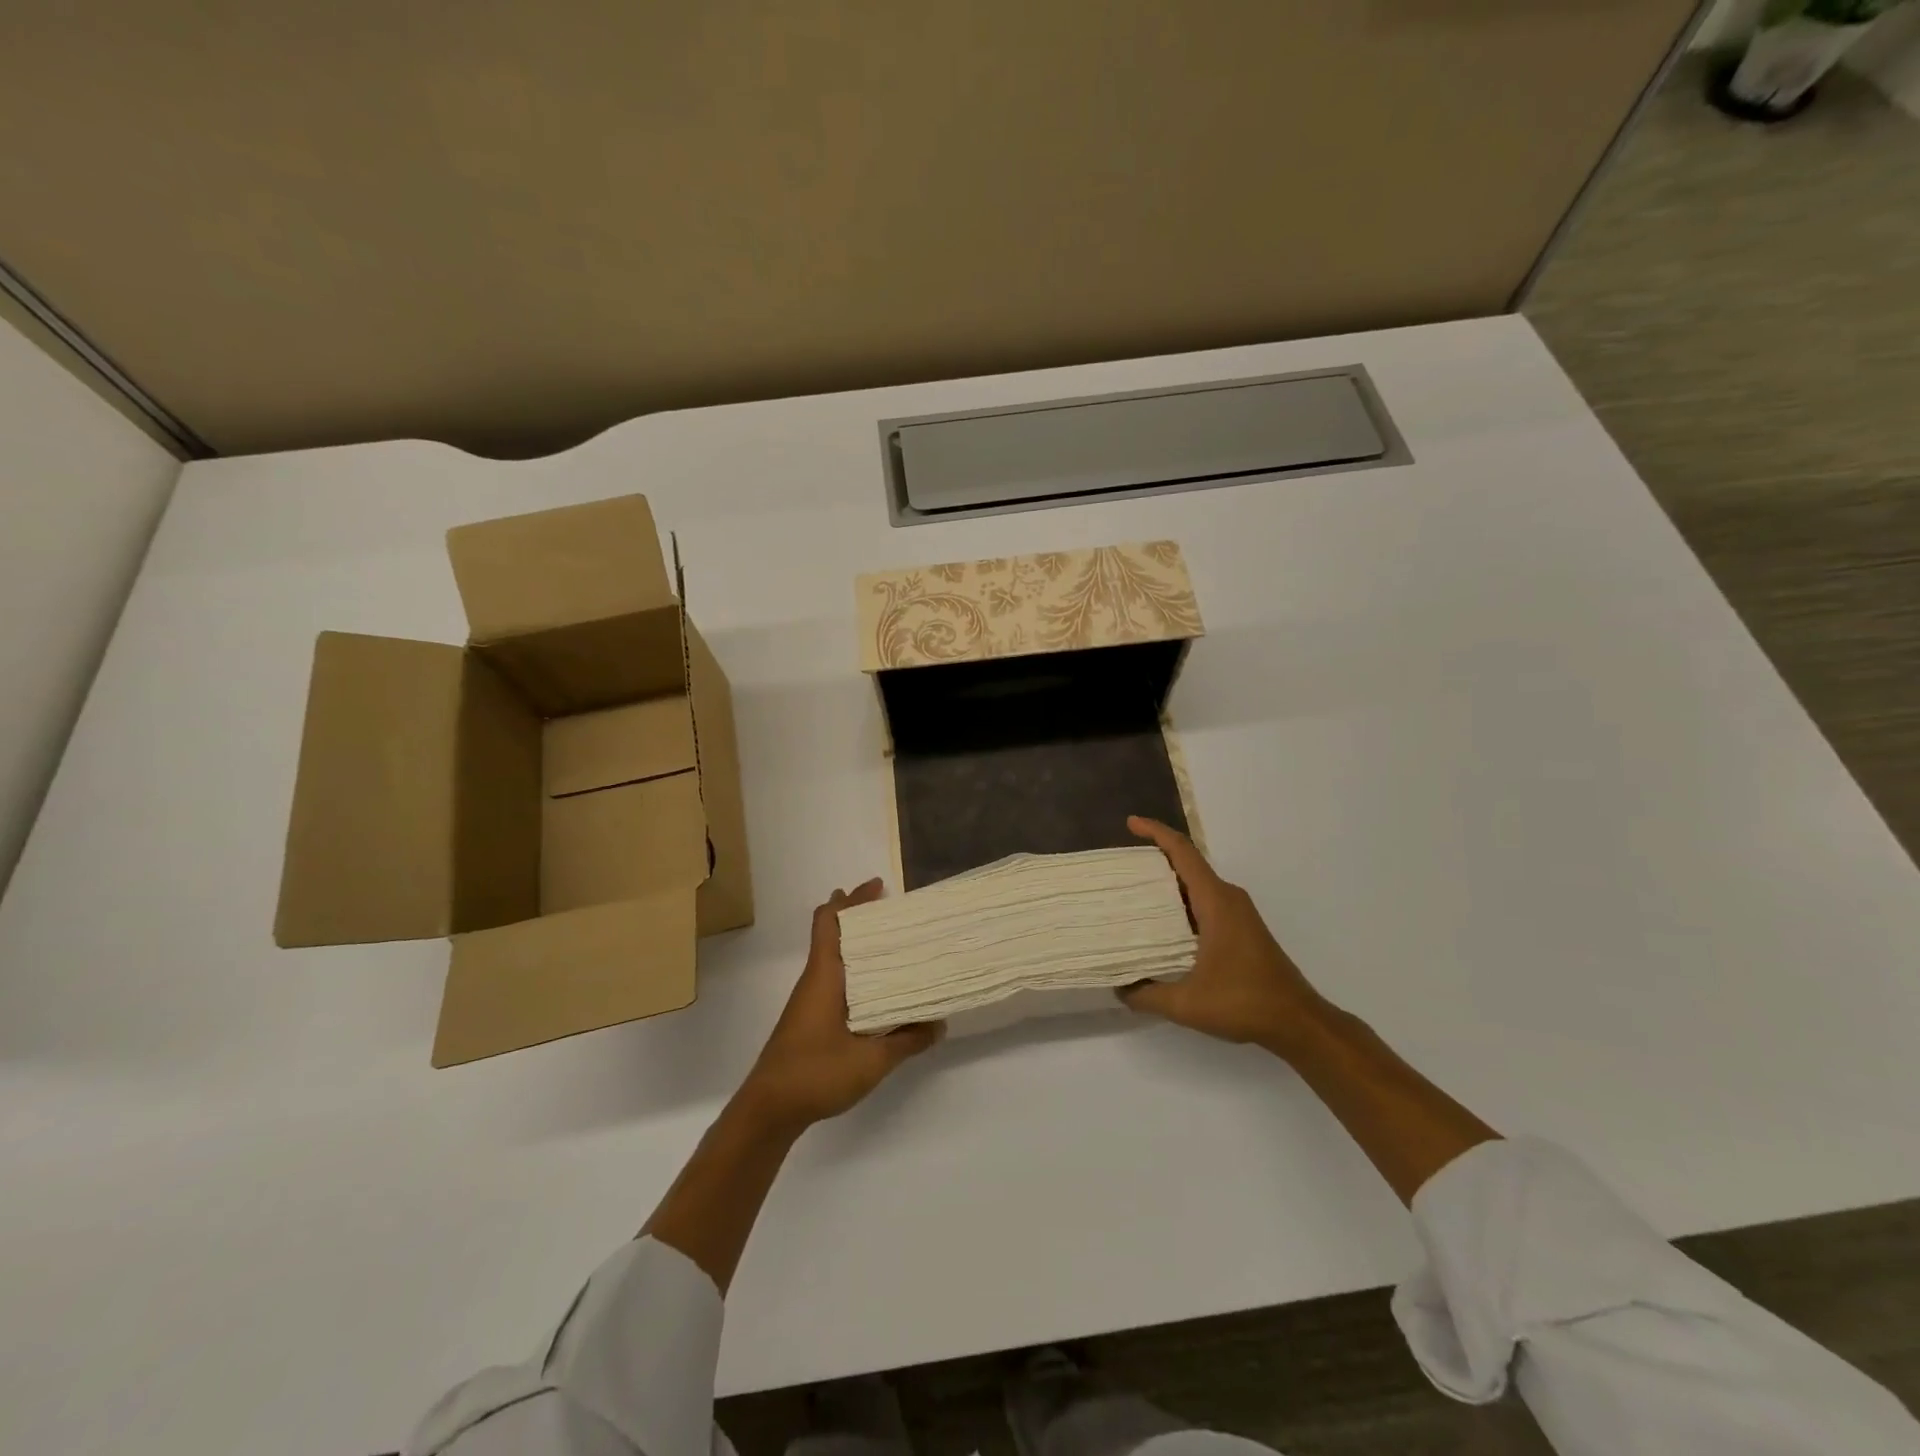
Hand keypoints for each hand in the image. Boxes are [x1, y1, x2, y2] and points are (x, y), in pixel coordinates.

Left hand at [740, 879, 942, 1131]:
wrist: (768, 1109)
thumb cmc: (815, 1074)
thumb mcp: (871, 1062)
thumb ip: (906, 1041)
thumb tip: (939, 1024)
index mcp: (825, 976)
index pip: (830, 922)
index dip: (851, 899)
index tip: (877, 886)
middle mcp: (815, 979)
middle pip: (831, 932)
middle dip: (858, 915)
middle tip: (893, 910)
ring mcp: (809, 999)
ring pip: (832, 955)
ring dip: (856, 943)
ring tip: (892, 944)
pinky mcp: (809, 1018)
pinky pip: (833, 977)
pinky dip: (854, 968)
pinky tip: (875, 987)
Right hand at [1119, 817, 1329, 1055]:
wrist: (1298, 1022)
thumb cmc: (1245, 1003)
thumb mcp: (1187, 1005)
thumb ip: (1148, 995)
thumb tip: (1119, 988)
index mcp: (1216, 901)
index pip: (1183, 852)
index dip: (1156, 833)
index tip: (1131, 823)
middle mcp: (1228, 898)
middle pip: (1188, 863)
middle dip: (1155, 857)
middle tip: (1121, 865)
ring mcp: (1238, 913)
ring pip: (1197, 883)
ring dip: (1169, 881)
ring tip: (1134, 891)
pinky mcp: (1242, 928)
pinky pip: (1206, 900)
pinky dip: (1182, 901)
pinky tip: (1163, 922)